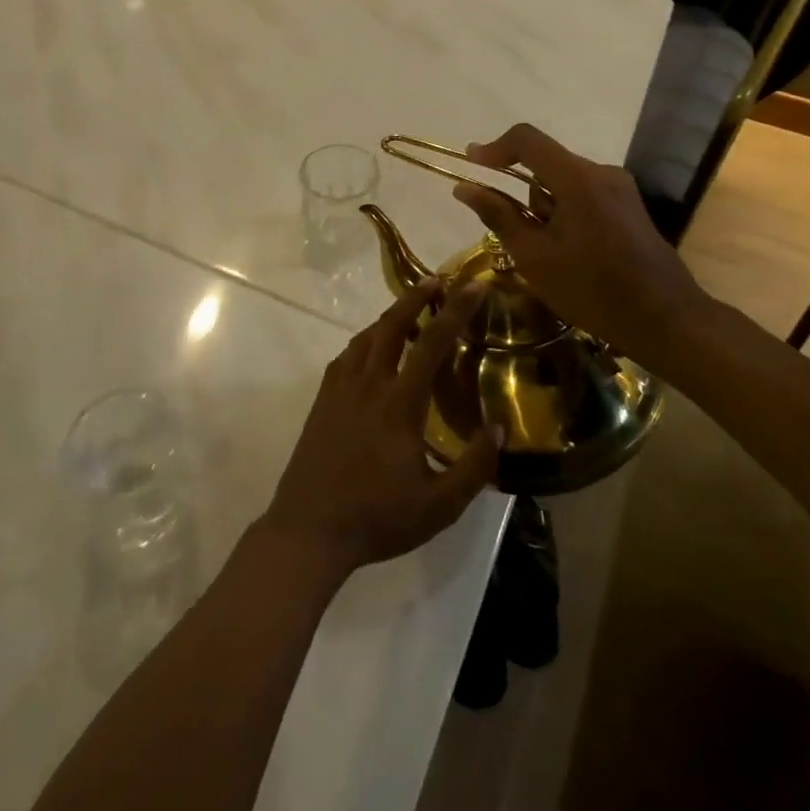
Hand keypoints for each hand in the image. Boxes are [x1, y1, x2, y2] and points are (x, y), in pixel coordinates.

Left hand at [261, 278, 499, 584]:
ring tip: (409, 312)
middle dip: (415, 297)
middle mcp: (368, 383)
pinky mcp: (322, 400)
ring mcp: (340, 388)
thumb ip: (474, 466)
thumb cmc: (378, 518)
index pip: (432, 342)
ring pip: (366, 337)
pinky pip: (347, 356)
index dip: (456, 310)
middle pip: (392, 325)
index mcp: (399, 402)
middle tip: (436, 281)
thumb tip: (500, 427)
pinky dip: (365, 341)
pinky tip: (372, 351)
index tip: (473, 285)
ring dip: (390, 317)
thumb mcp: (439, 505)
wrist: (310, 529)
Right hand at [452, 123, 707, 352]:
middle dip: (522, 196)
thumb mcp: (535, 257)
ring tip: (551, 258)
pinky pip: (583, 196)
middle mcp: (601, 173)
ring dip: (545, 210)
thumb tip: (464, 188)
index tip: (470, 165)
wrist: (666, 320)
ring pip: (563, 184)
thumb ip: (498, 216)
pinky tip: (572, 256)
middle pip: (545, 165)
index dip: (494, 148)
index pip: (527, 139)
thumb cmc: (593, 290)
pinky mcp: (628, 206)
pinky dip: (565, 216)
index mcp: (578, 179)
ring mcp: (619, 189)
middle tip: (519, 241)